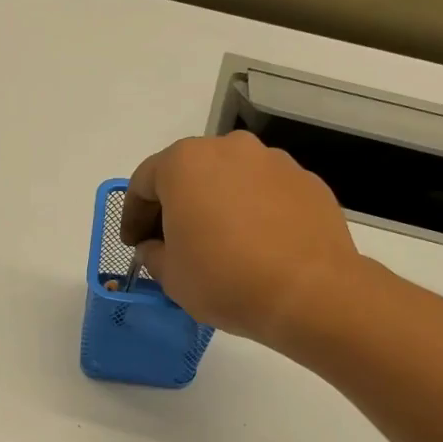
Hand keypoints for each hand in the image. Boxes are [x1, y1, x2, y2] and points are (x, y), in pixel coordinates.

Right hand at [123, 132, 364, 346]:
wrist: (310, 292)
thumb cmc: (225, 279)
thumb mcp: (170, 276)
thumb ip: (153, 253)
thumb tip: (157, 246)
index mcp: (185, 163)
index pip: (144, 182)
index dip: (132, 216)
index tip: (133, 244)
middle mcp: (229, 149)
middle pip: (188, 173)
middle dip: (175, 206)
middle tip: (171, 242)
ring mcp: (273, 161)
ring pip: (230, 180)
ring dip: (216, 205)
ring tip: (218, 245)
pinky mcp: (307, 182)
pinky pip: (265, 193)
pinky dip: (252, 212)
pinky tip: (255, 246)